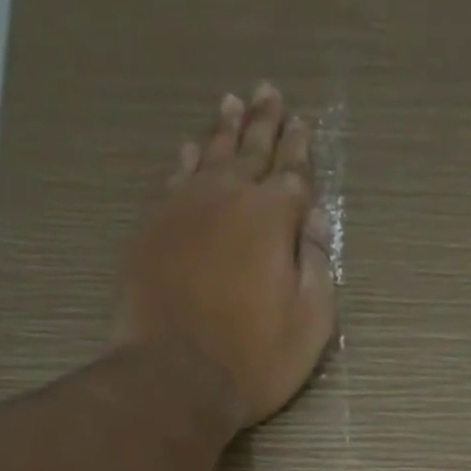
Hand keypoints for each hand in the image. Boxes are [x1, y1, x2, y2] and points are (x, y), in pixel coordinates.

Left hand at [118, 84, 336, 428]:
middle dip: (264, 123)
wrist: (176, 377)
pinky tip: (189, 151)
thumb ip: (318, 267)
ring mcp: (184, 208)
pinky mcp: (152, 229)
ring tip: (232, 106)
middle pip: (250, 150)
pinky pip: (173, 180)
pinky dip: (186, 161)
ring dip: (224, 130)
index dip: (300, 149)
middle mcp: (228, 197)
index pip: (293, 173)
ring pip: (209, 155)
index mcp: (273, 218)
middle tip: (268, 93)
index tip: (302, 124)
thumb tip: (316, 221)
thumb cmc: (254, 360)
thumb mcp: (309, 325)